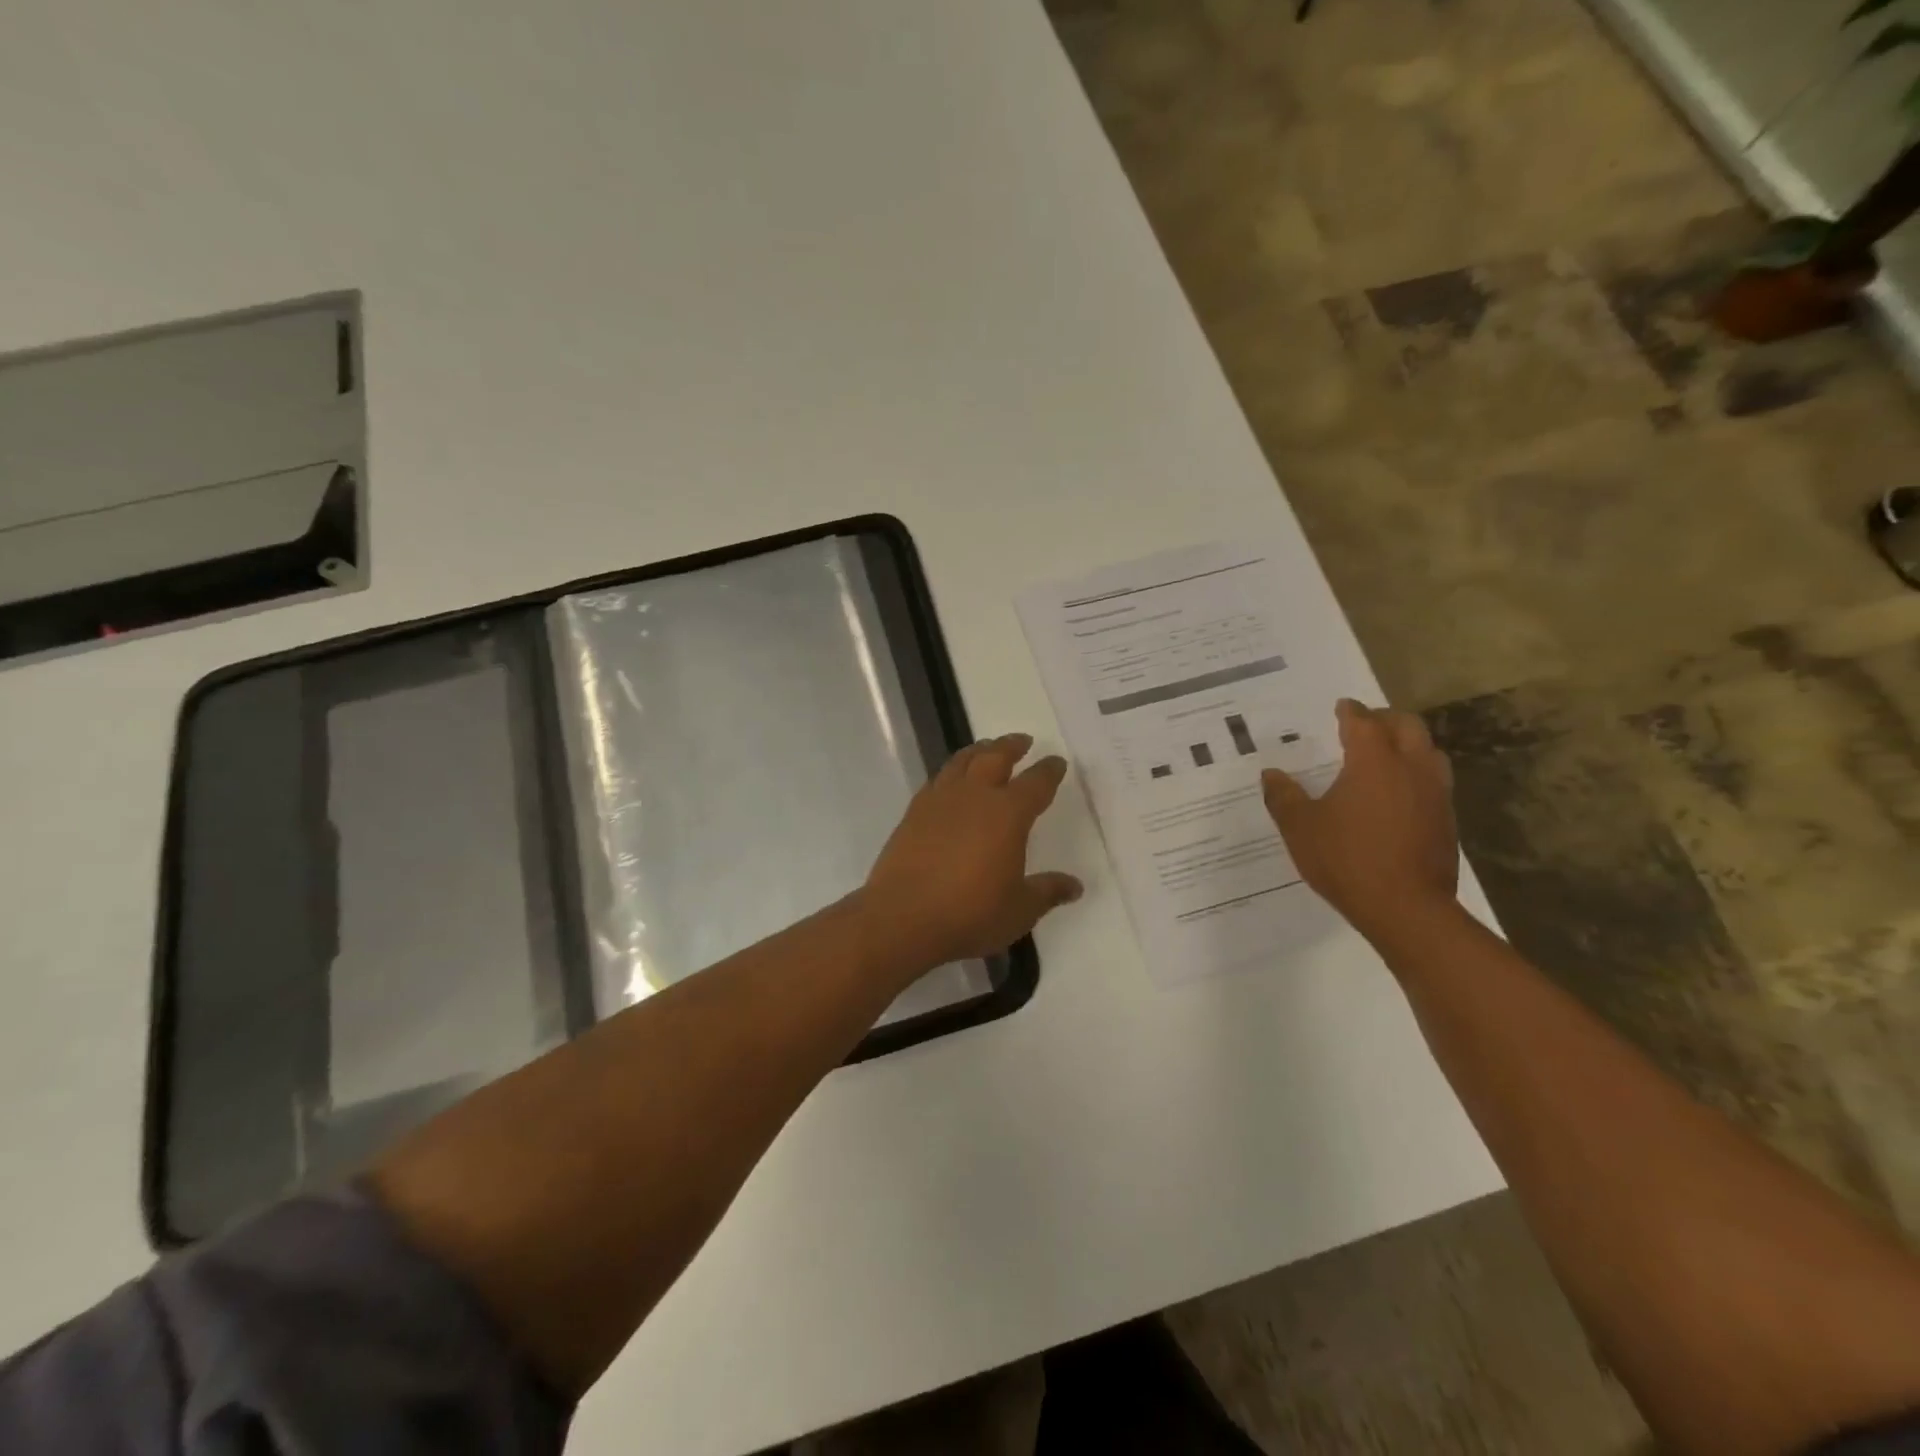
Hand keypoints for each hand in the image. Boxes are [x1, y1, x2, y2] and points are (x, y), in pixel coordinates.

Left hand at [862, 733, 1082, 972]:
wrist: (902, 918)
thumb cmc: (970, 913)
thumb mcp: (1020, 909)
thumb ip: (1048, 891)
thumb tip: (1075, 886)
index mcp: (1008, 814)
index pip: (1036, 783)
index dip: (1049, 771)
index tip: (1056, 762)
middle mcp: (974, 796)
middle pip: (995, 757)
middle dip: (1011, 746)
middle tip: (1022, 741)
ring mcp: (939, 801)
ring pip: (962, 761)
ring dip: (979, 750)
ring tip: (986, 748)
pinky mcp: (913, 813)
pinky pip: (937, 779)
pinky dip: (951, 771)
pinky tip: (951, 781)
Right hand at [1262, 699, 1458, 938]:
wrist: (1406, 908)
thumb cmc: (1346, 859)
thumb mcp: (1300, 828)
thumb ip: (1283, 797)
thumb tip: (1270, 775)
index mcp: (1373, 762)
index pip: (1363, 722)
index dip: (1350, 711)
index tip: (1341, 707)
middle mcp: (1410, 768)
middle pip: (1407, 726)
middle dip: (1384, 719)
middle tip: (1363, 725)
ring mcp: (1435, 793)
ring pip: (1429, 751)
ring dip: (1408, 744)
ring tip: (1385, 754)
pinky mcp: (1446, 819)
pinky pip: (1434, 780)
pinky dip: (1416, 773)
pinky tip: (1397, 793)